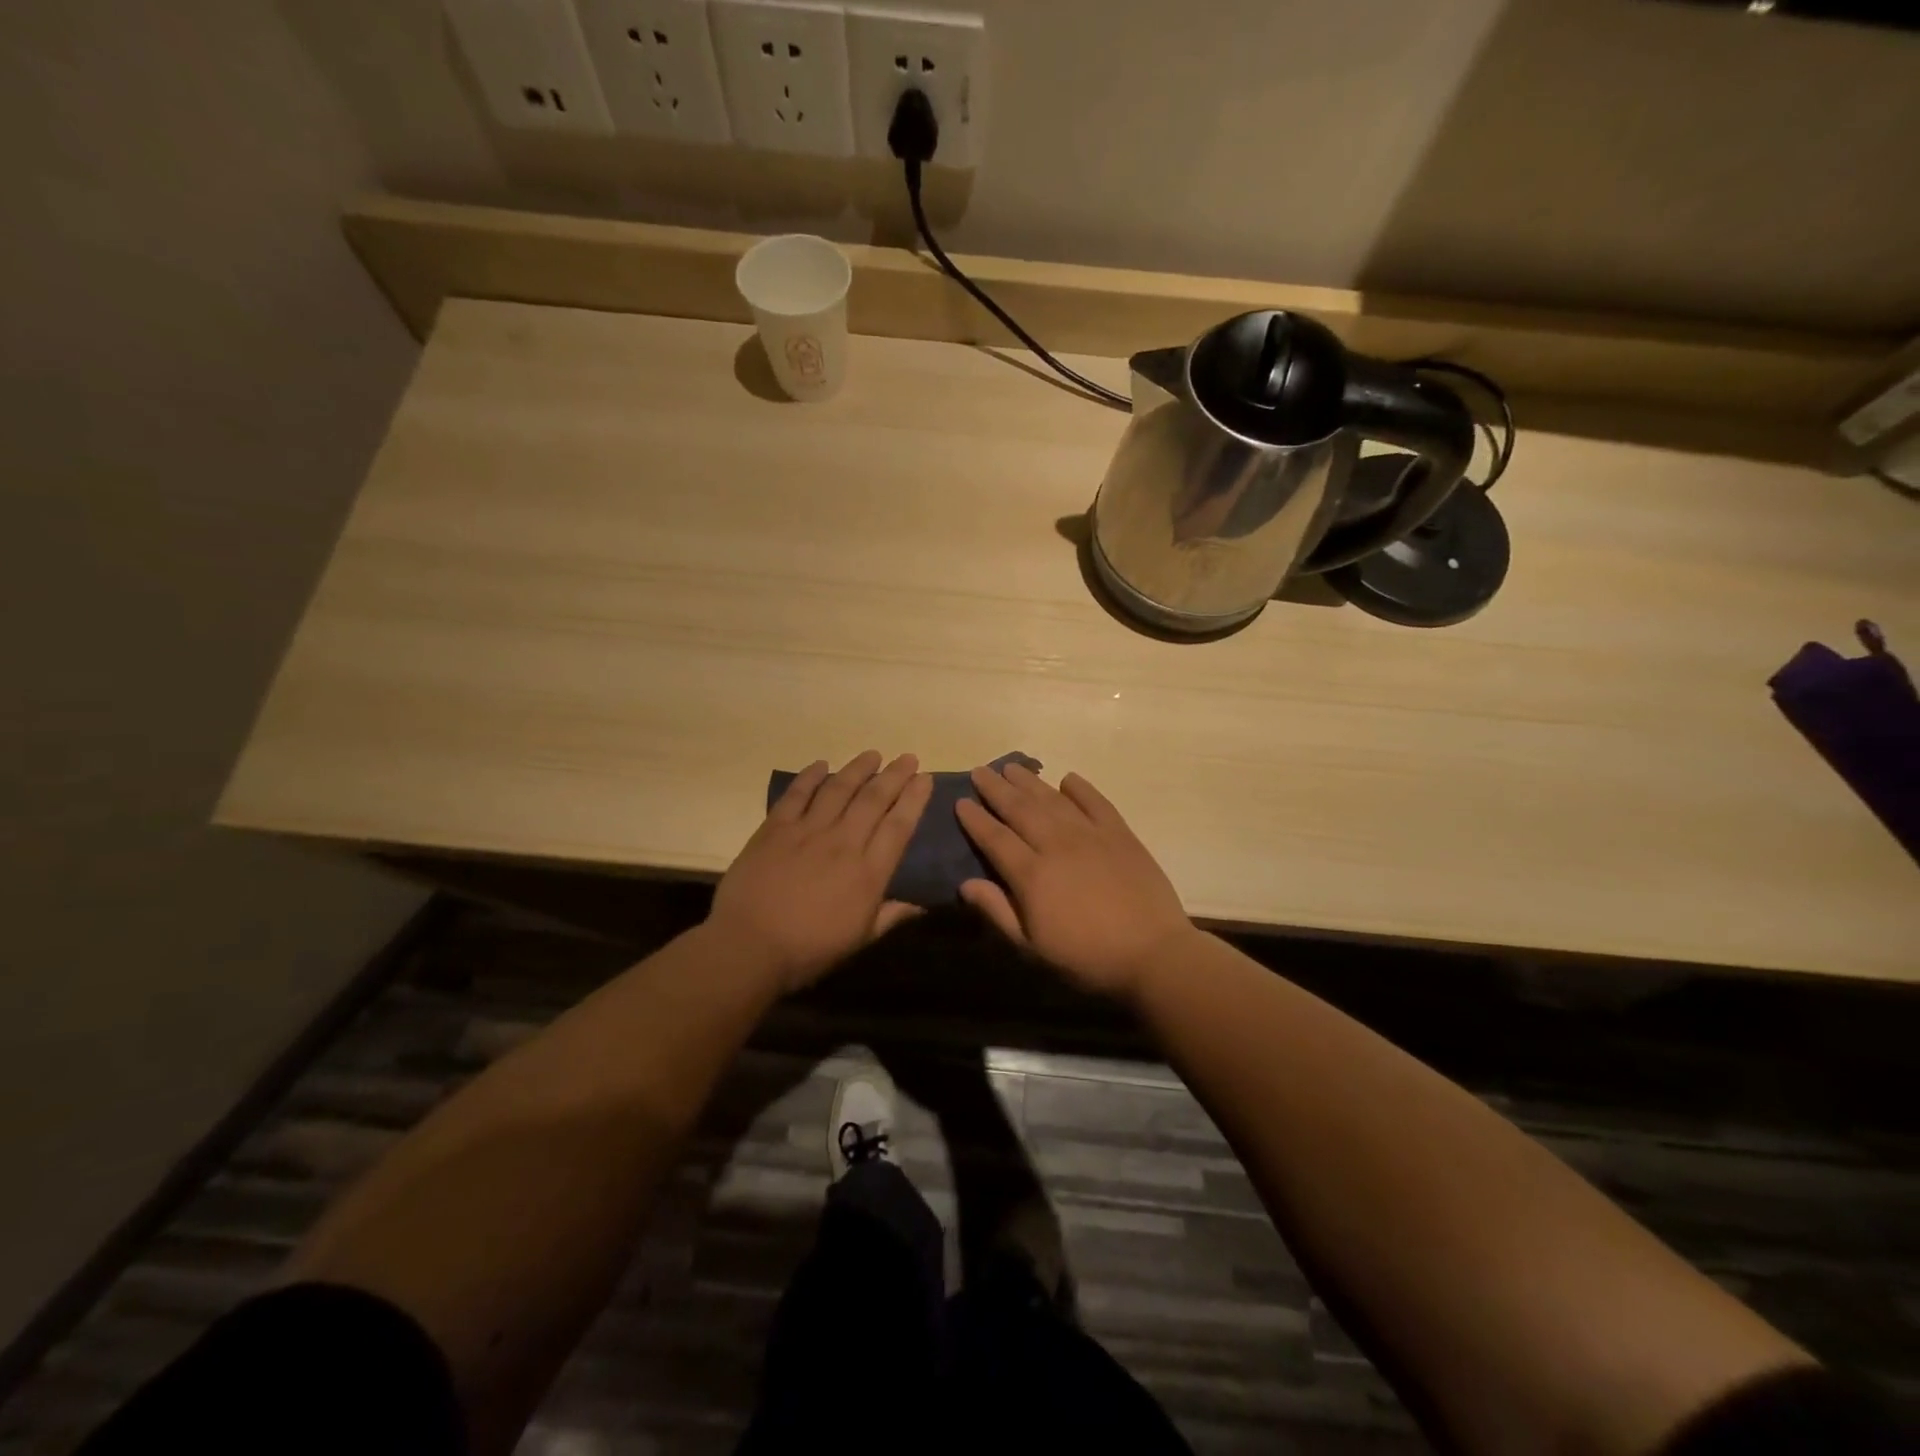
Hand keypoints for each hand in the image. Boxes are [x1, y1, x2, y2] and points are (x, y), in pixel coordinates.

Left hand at [708, 751, 931, 992]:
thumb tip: (922, 905)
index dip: (915, 798)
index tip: (925, 778)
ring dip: (858, 768)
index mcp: (868, 872)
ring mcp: (808, 831)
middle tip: (908, 757)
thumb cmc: (809, 950)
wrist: (749, 947)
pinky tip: (821, 764)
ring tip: (873, 754)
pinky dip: (810, 776)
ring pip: (839, 789)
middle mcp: (843, 842)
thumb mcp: (859, 939)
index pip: (899, 825)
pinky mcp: (775, 828)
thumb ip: (891, 916)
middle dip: (895, 775)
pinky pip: (797, 794)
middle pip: (874, 799)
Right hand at [954, 763, 1197, 999]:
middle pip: (1020, 809)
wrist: (1154, 954)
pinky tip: (1067, 779)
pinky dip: (1080, 788)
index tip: (961, 801)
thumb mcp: (1032, 947)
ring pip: (1053, 800)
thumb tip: (965, 884)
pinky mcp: (1120, 834)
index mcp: (1032, 874)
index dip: (976, 819)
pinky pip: (1096, 802)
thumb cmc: (1087, 958)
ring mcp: (1091, 835)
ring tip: (1012, 767)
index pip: (995, 838)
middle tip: (980, 770)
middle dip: (997, 788)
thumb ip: (998, 911)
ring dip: (1030, 781)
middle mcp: (1057, 845)